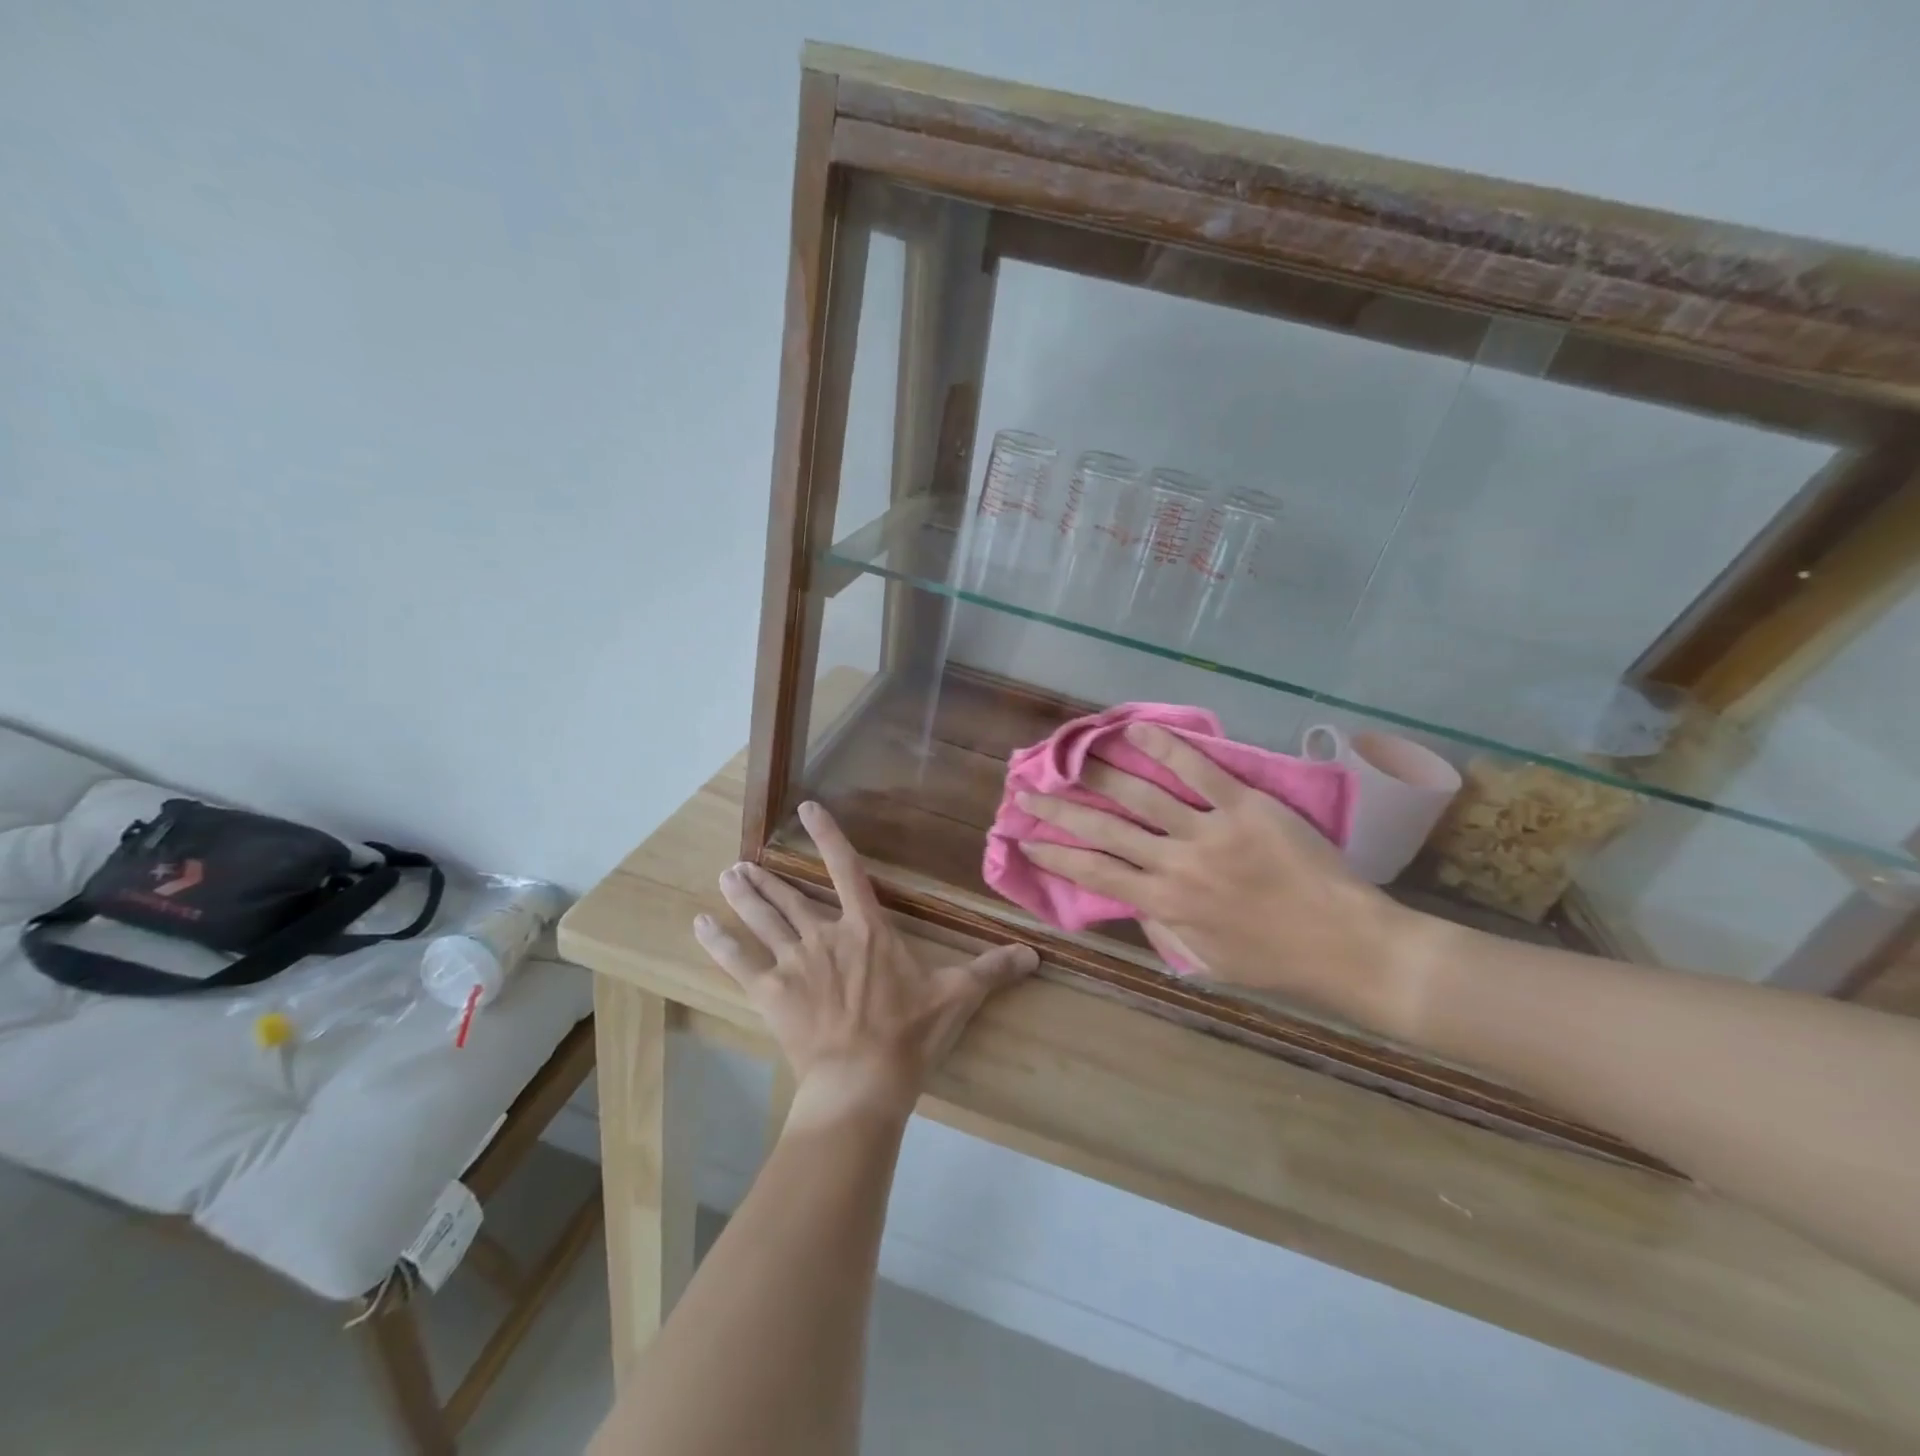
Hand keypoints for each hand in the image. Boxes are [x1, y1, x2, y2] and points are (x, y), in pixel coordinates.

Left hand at [695, 801, 1037, 1125]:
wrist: (862, 1081)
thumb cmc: (908, 1034)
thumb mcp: (956, 997)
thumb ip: (992, 970)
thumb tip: (1034, 953)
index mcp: (867, 928)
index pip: (847, 869)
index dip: (828, 836)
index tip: (808, 808)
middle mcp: (826, 935)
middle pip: (792, 896)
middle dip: (767, 878)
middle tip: (741, 862)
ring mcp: (794, 962)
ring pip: (764, 919)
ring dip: (743, 896)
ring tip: (725, 876)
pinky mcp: (770, 992)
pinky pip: (739, 962)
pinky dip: (718, 942)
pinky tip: (699, 925)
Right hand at [1017, 723, 1420, 1030]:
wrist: (1347, 945)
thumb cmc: (1276, 961)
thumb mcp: (1207, 962)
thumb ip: (1164, 931)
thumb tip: (1133, 903)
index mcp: (1164, 905)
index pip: (1094, 874)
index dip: (1054, 854)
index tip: (1024, 839)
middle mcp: (1175, 864)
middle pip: (1102, 829)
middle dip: (1058, 810)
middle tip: (1026, 792)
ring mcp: (1208, 832)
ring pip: (1140, 795)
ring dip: (1097, 773)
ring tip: (1069, 756)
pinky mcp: (1244, 807)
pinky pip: (1198, 771)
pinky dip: (1164, 747)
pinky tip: (1133, 731)